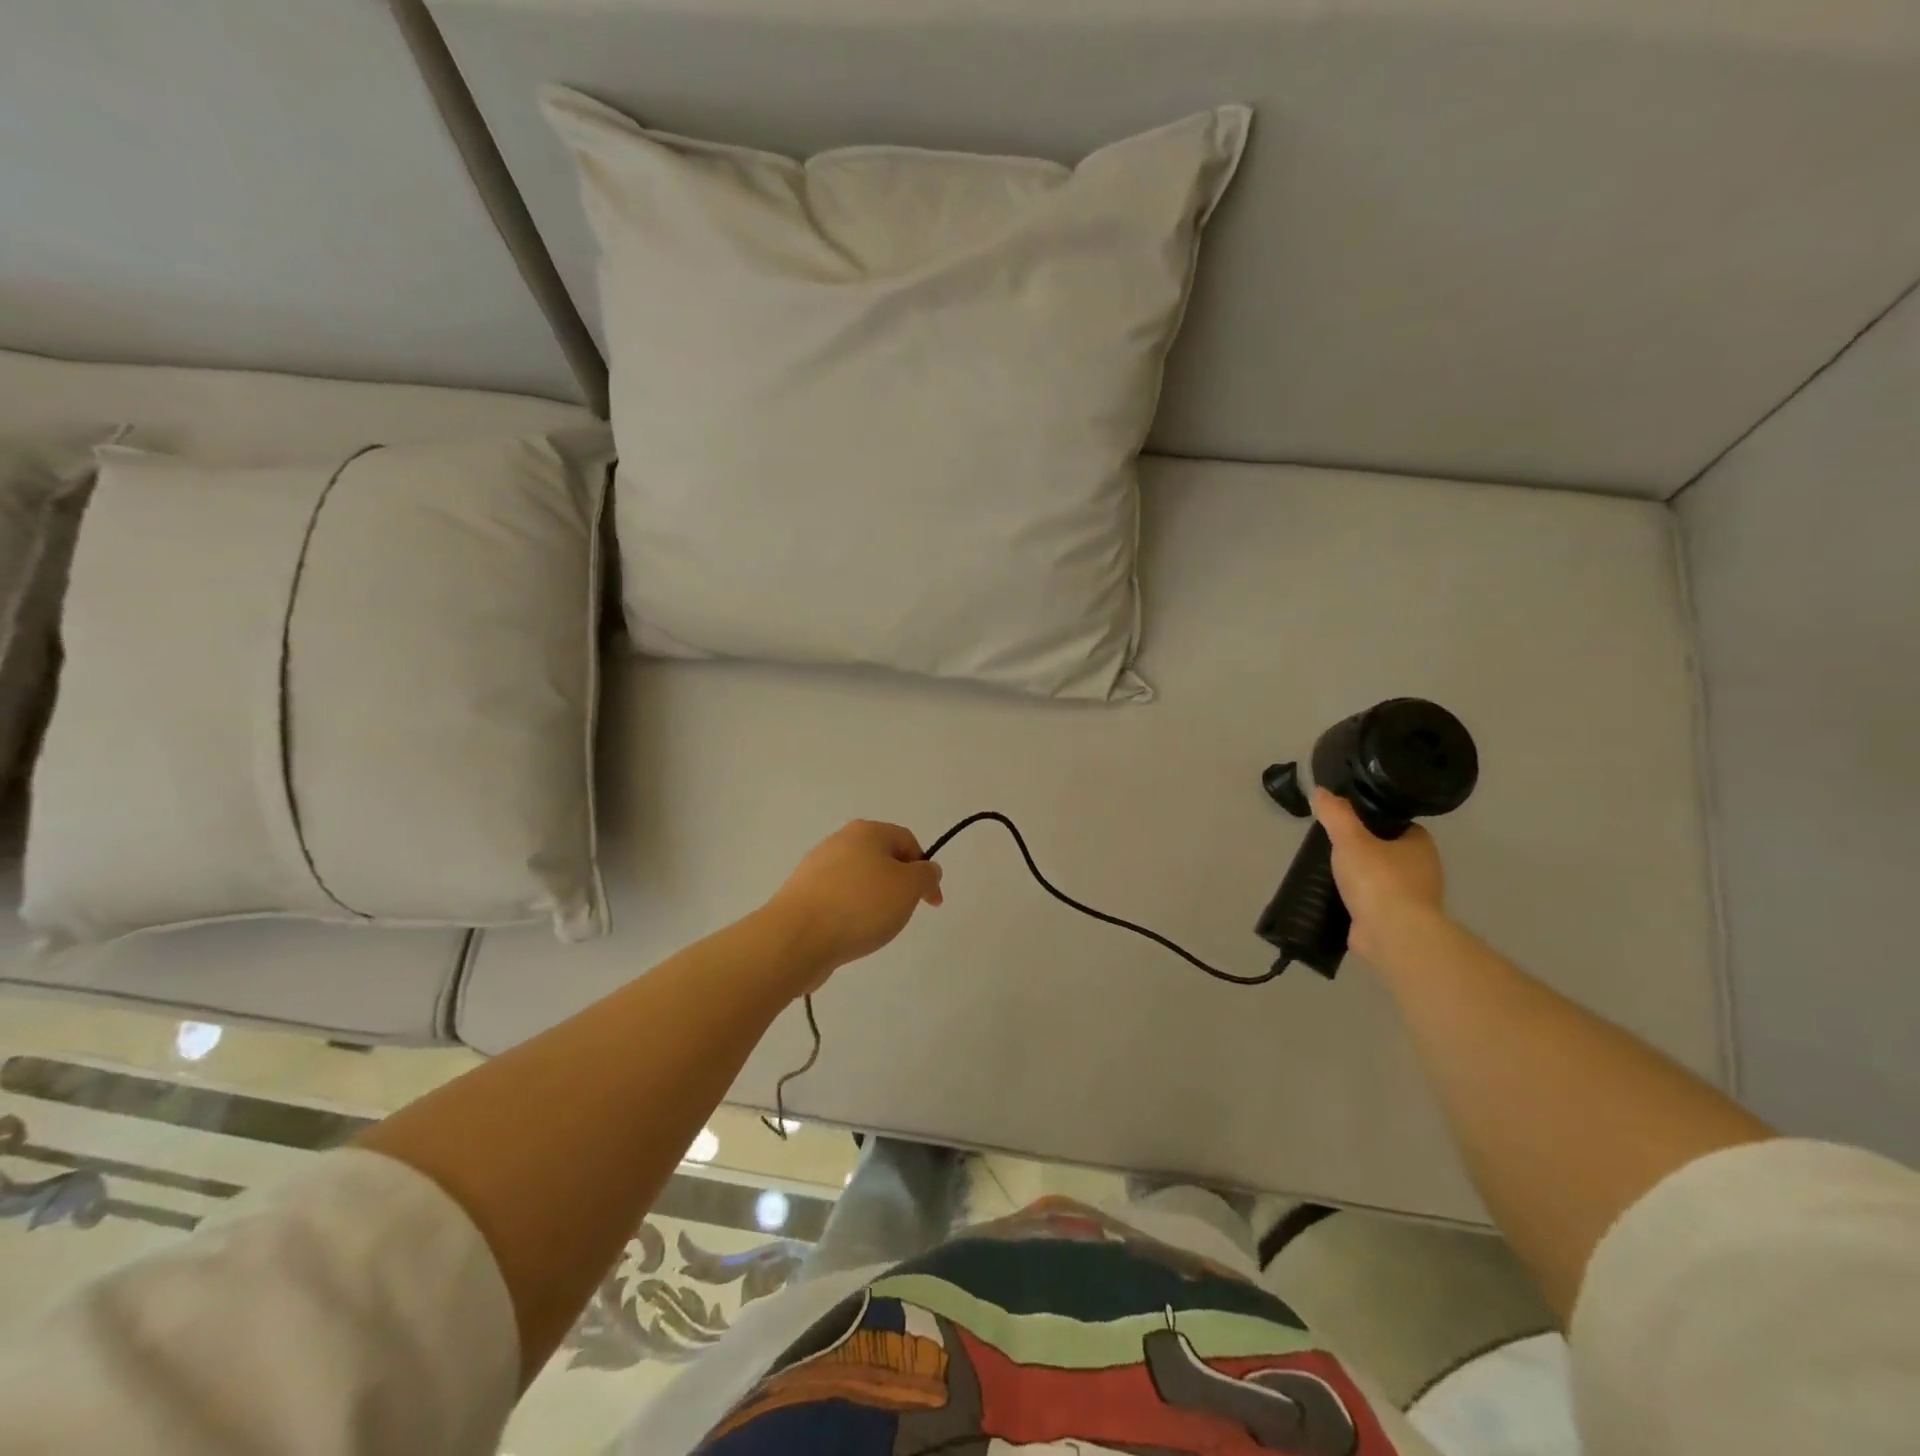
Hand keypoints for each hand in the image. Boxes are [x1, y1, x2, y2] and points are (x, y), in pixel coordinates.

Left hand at [765, 821, 943, 985]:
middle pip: (881, 859)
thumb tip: (927, 870)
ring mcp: (815, 867)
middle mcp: (839, 841)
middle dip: (898, 885)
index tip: (931, 902)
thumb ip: (926, 875)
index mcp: (867, 831)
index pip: (907, 841)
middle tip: (901, 913)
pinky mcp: (801, 894)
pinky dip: (849, 913)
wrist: (796, 937)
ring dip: (872, 901)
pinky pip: (836, 899)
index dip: (925, 870)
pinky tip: (848, 933)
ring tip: (873, 927)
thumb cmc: (860, 906)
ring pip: (858, 880)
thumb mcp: (909, 888)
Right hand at [1312, 789, 1446, 961]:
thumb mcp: (1350, 838)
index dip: (1374, 821)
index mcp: (1420, 845)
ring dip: (1359, 878)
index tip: (1347, 821)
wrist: (1393, 935)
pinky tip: (1334, 898)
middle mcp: (1423, 870)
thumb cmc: (1378, 880)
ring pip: (1380, 879)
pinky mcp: (1396, 922)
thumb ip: (1335, 814)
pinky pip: (1372, 904)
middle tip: (1332, 846)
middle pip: (1388, 852)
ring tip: (1327, 872)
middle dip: (1364, 850)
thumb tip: (1320, 790)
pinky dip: (1356, 901)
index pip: (1398, 825)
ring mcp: (1411, 899)